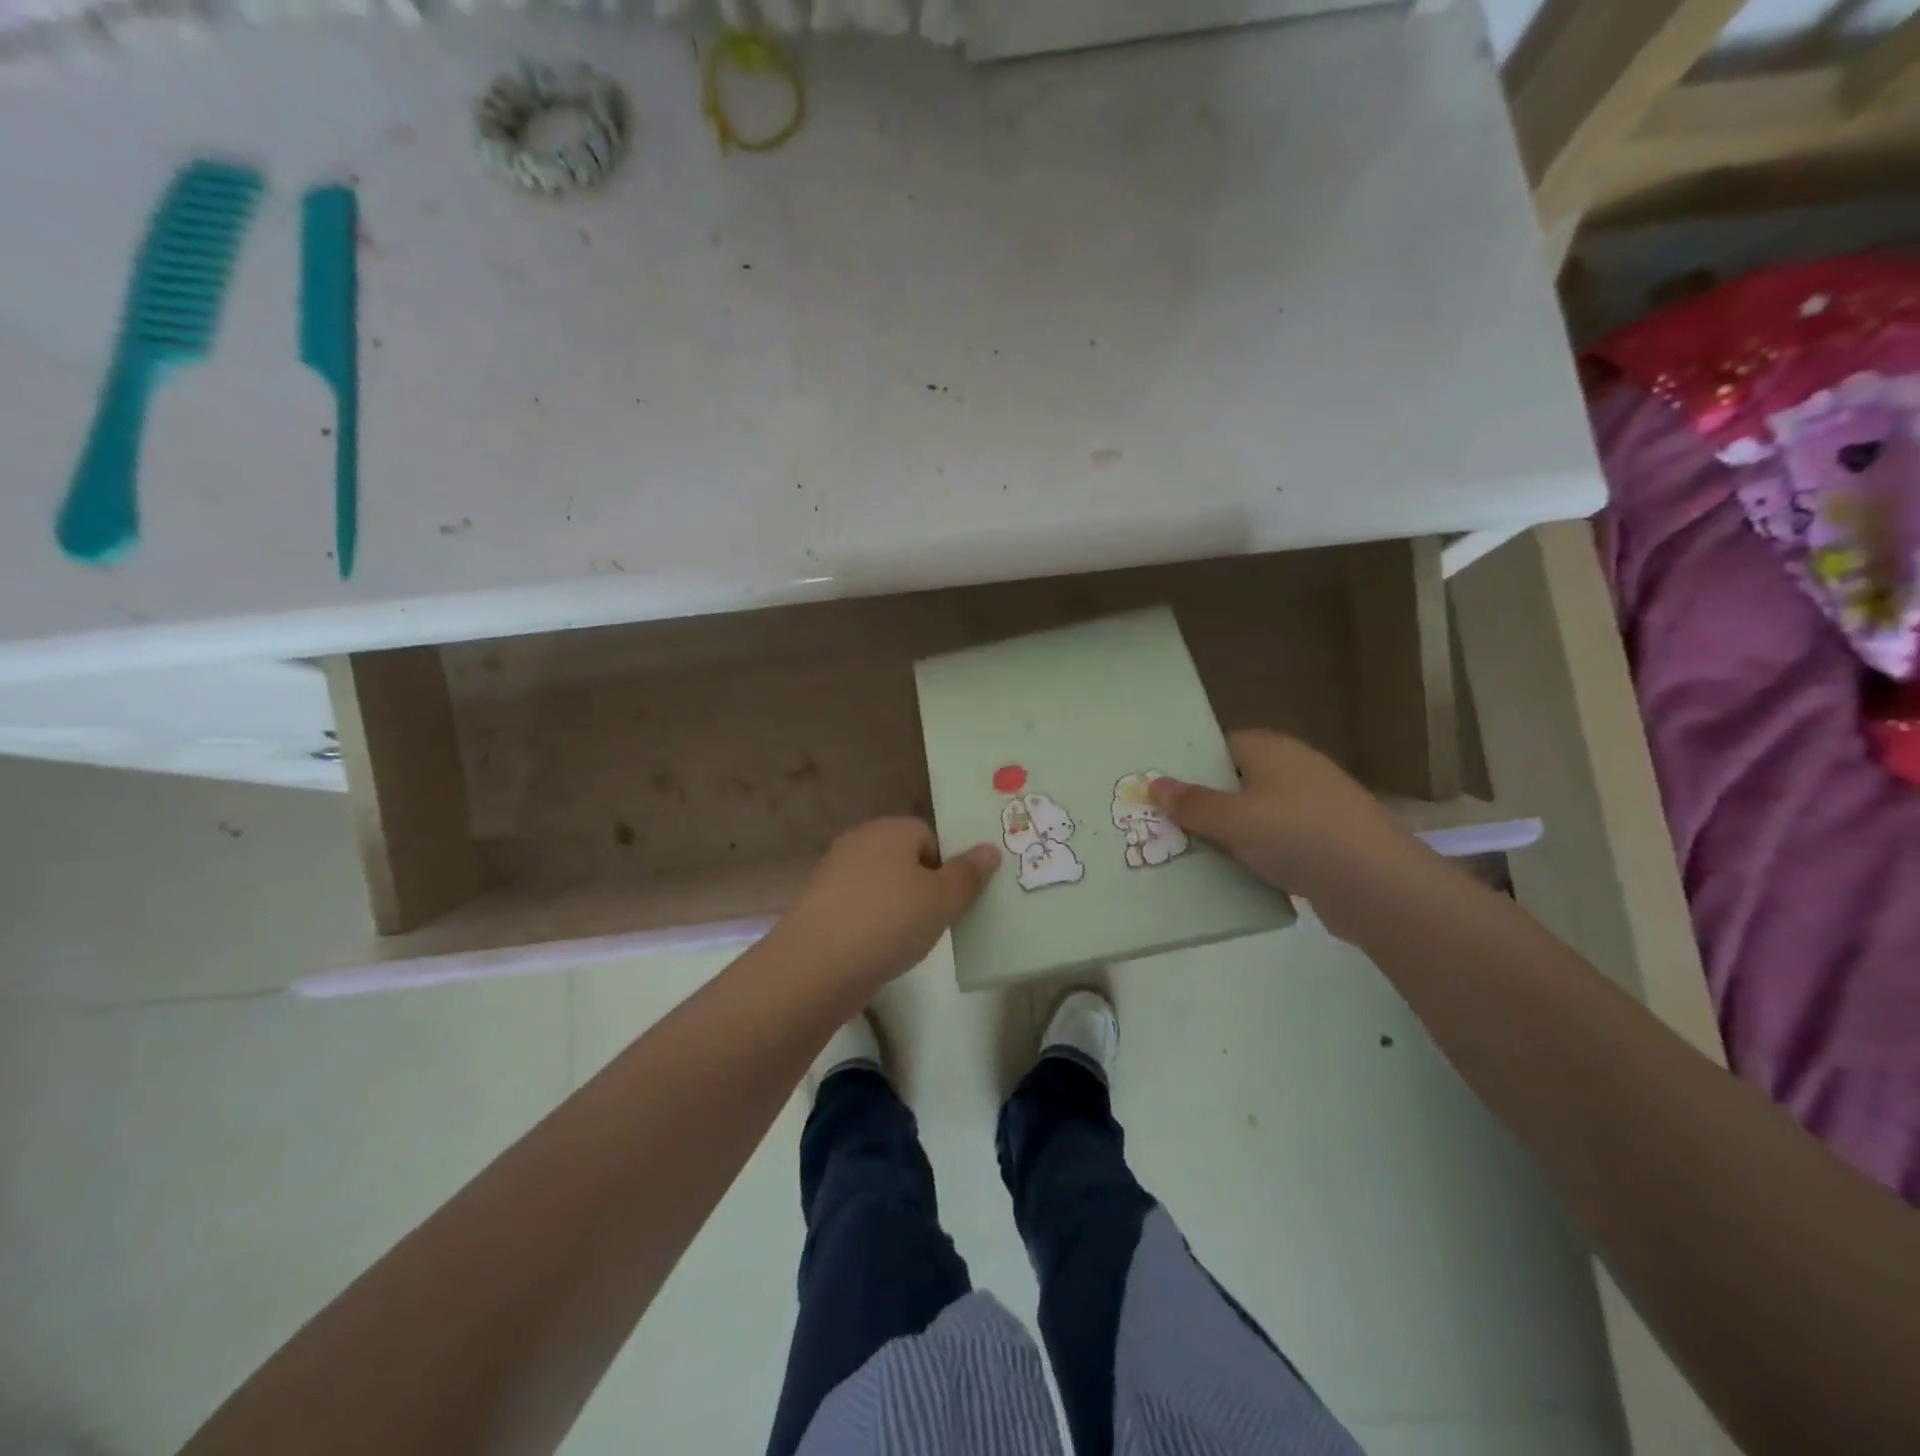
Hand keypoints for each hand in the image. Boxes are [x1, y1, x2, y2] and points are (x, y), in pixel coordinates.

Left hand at [771, 818, 1000, 991]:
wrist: (815, 966)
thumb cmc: (888, 922)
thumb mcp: (942, 899)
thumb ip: (968, 874)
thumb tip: (990, 848)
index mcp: (890, 829)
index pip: (931, 836)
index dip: (948, 866)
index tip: (954, 900)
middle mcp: (860, 841)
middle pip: (906, 859)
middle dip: (924, 887)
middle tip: (937, 921)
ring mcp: (834, 873)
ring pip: (883, 885)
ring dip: (898, 908)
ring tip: (908, 941)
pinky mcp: (819, 905)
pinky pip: (860, 907)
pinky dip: (873, 924)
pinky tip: (878, 950)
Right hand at [1150, 730, 1411, 939]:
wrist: (1377, 886)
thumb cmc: (1298, 835)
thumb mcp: (1233, 820)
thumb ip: (1192, 804)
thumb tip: (1153, 784)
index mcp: (1272, 749)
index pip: (1220, 745)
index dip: (1190, 764)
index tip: (1160, 789)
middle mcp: (1294, 769)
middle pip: (1235, 780)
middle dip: (1203, 803)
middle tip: (1163, 824)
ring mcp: (1313, 805)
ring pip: (1255, 813)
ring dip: (1227, 832)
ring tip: (1188, 852)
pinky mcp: (1325, 840)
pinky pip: (1276, 840)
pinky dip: (1254, 853)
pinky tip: (1232, 873)